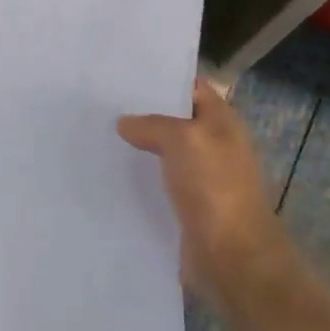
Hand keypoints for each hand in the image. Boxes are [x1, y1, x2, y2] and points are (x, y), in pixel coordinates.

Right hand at [118, 78, 291, 307]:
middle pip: (175, 121)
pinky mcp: (186, 208)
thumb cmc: (214, 188)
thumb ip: (153, 125)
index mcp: (222, 123)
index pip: (192, 88)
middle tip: (100, 105)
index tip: (123, 74)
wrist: (232, 257)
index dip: (163, 79)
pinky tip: (109, 175)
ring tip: (97, 136)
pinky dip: (138, 180)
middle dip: (143, 114)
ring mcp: (201, 179)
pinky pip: (158, 185)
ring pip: (164, 154)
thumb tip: (125, 123)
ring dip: (137, 148)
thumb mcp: (183, 140)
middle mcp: (214, 147)